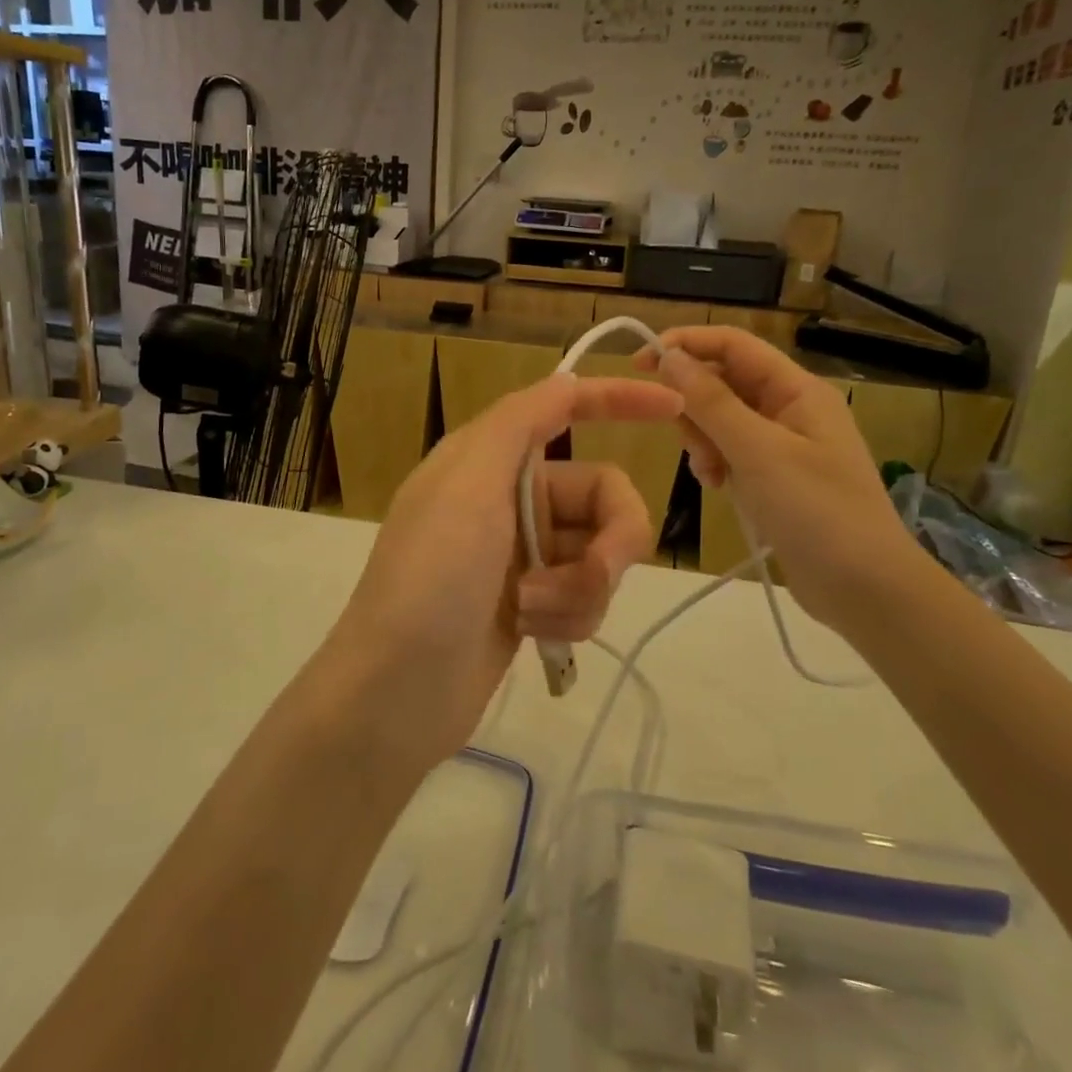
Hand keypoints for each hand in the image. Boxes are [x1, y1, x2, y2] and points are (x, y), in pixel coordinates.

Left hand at [324, 373, 680, 769]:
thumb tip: (563, 381)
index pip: (564, 409)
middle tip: (598, 571)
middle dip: (611, 539)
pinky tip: (532, 634)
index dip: (619, 400)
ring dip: (580, 588)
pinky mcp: (532, 604)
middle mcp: (510, 499)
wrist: (396, 691)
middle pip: (604, 495)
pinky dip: (569, 615)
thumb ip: (518, 422)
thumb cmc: (430, 576)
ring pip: (601, 554)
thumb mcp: (467, 483)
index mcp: (490, 458)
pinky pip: (586, 596)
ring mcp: (523, 555)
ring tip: (533, 612)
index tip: (675, 408)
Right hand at [639, 328, 938, 632]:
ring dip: (702, 439)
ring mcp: (781, 443)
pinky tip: (718, 487)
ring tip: (710, 474)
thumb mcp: (759, 452)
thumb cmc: (818, 512)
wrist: (866, 590)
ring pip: (720, 419)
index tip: (639, 364)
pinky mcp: (773, 476)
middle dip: (694, 405)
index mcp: (796, 389)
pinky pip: (729, 451)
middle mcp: (788, 407)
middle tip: (689, 443)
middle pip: (722, 381)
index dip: (685, 345)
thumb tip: (669, 356)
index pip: (732, 344)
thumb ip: (711, 402)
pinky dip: (715, 463)